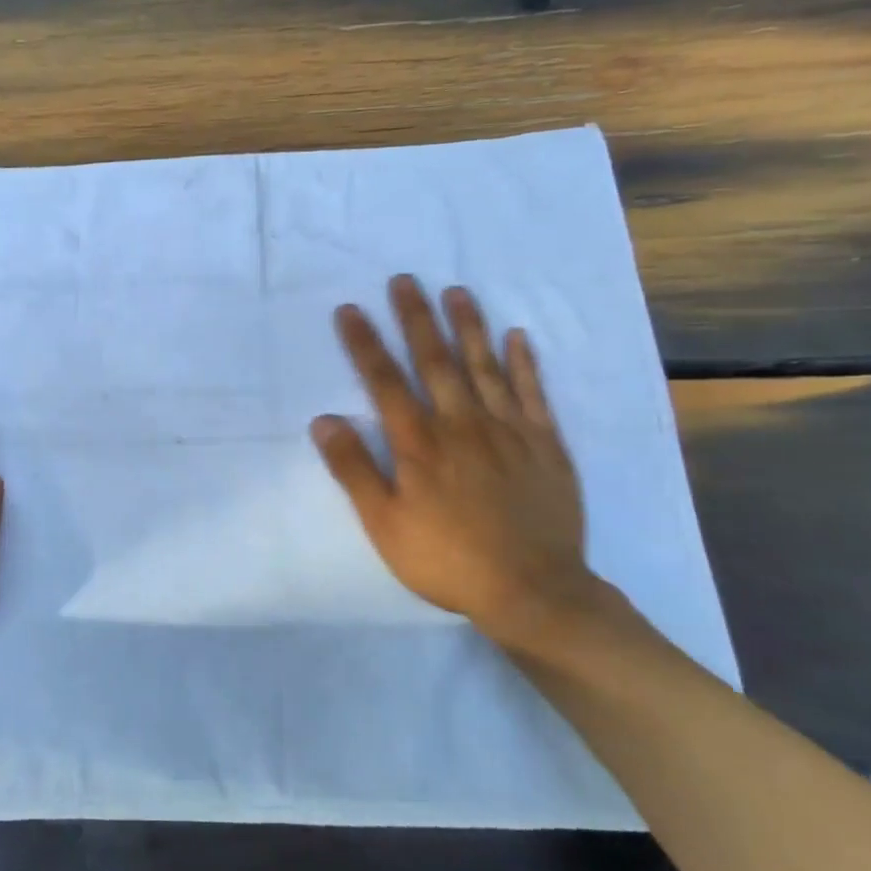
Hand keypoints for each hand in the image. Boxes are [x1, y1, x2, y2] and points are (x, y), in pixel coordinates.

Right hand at [310, 275, 614, 651]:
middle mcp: (463, 424)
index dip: (366, 344)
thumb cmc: (447, 559)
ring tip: (456, 291)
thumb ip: (354, 470)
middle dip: (416, 318)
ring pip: (485, 367)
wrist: (533, 591)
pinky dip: (525, 363)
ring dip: (468, 326)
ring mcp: (509, 431)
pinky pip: (534, 394)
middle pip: (435, 361)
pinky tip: (517, 336)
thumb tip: (324, 420)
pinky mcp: (546, 445)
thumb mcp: (384, 524)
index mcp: (420, 443)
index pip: (386, 381)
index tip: (351, 310)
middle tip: (405, 280)